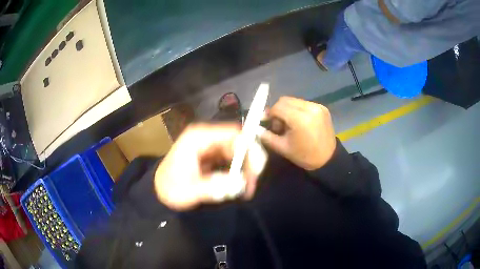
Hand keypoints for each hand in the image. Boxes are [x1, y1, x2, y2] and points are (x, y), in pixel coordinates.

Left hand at [154, 124, 263, 210]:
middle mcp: (207, 137)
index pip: (233, 133)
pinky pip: (233, 160)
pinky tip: (239, 186)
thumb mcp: (187, 191)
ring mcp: (211, 145)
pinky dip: (239, 172)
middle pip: (239, 142)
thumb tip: (239, 184)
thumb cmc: (169, 187)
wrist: (159, 189)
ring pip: (239, 152)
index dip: (249, 147)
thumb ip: (212, 187)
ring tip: (246, 189)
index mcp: (199, 137)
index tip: (256, 170)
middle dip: (250, 163)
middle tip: (252, 184)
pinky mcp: (213, 155)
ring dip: (246, 169)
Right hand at [261, 96, 336, 170]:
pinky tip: (299, 122)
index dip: (270, 114)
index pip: (278, 107)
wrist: (327, 159)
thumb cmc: (304, 156)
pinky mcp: (322, 108)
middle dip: (278, 111)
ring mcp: (317, 107)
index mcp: (300, 119)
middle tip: (278, 125)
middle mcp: (309, 108)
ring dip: (288, 109)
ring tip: (289, 124)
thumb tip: (256, 128)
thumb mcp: (283, 148)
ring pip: (295, 101)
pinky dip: (298, 110)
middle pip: (285, 100)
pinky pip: (304, 104)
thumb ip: (267, 136)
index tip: (267, 122)